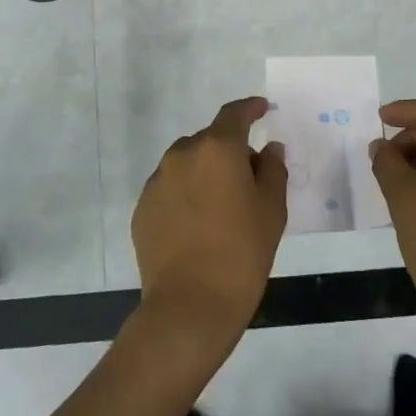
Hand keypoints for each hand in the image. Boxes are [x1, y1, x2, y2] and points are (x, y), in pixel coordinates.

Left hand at [132, 97, 287, 345]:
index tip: (262, 108)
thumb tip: (269, 150)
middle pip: (210, 140)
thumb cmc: (242, 253)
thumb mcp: (272, 210)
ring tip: (221, 206)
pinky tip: (198, 225)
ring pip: (187, 163)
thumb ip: (272, 170)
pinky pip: (170, 189)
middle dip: (230, 151)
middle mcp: (183, 154)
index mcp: (218, 148)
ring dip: (205, 173)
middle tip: (249, 179)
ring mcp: (158, 181)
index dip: (250, 108)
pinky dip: (186, 195)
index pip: (234, 114)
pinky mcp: (142, 209)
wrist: (189, 307)